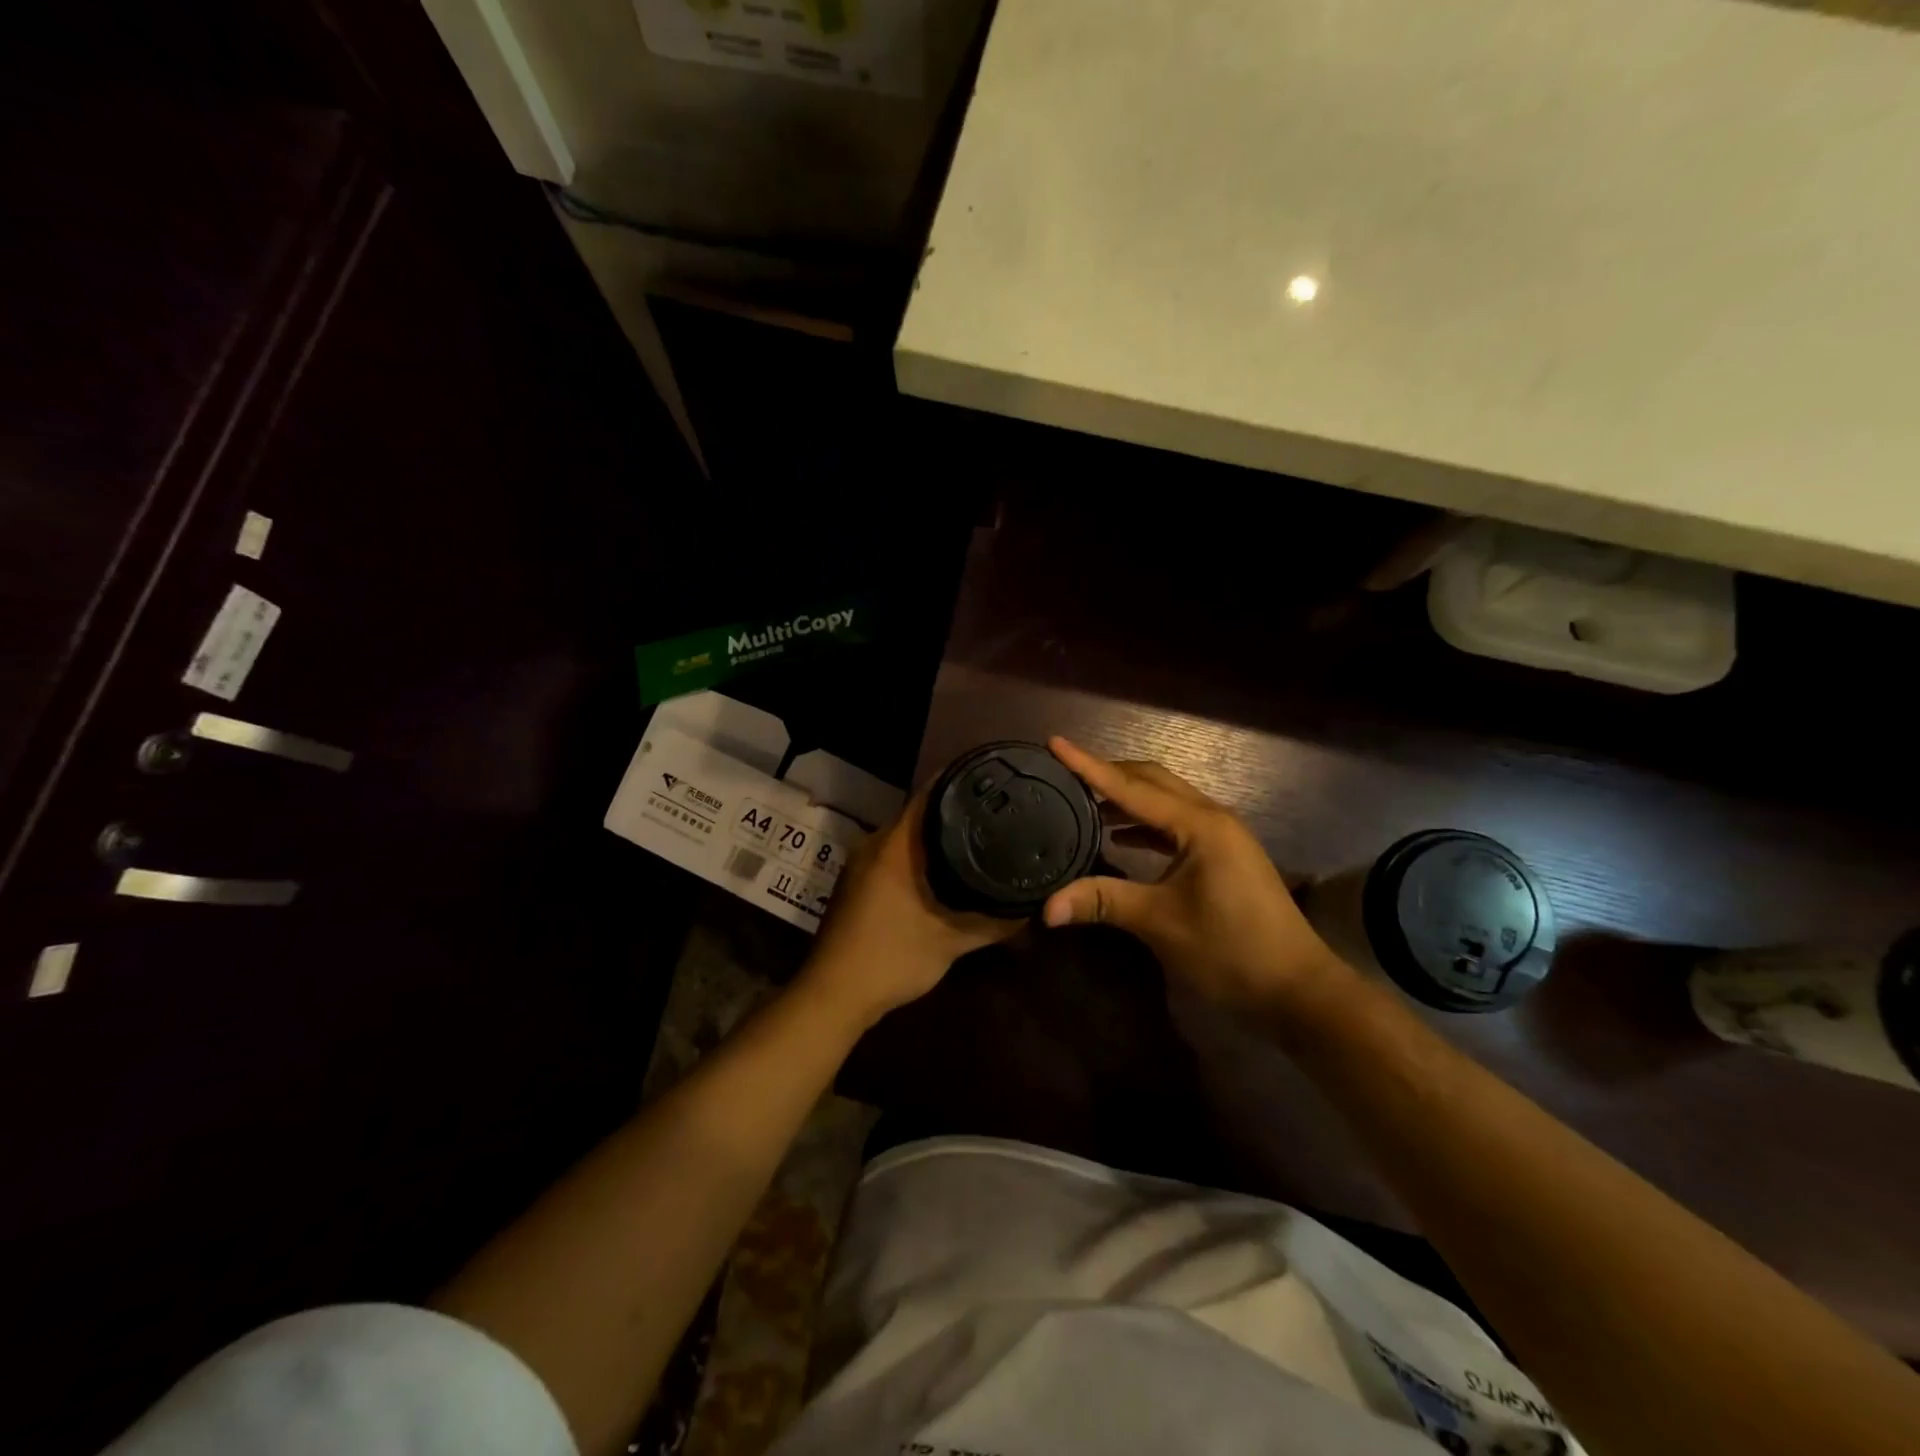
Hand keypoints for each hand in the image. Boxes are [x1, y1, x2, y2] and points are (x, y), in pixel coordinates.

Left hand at [800, 786, 1022, 1028]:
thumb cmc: (891, 958)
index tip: (996, 779)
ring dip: (938, 837)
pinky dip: (920, 856)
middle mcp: (875, 843)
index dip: (963, 780)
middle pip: (921, 812)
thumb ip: (995, 921)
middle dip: (957, 811)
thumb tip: (1033, 905)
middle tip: (997, 813)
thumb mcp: (952, 941)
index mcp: (895, 844)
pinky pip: (896, 855)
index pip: (931, 792)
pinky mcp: (858, 882)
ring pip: (907, 836)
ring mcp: (862, 863)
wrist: (833, 994)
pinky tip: (946, 871)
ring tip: (980, 838)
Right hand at [1042, 738, 1350, 1020]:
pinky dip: (1145, 825)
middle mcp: (1212, 818)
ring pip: (1166, 802)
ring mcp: (1221, 837)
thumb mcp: (1161, 923)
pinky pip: (1176, 825)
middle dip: (1109, 774)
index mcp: (1198, 825)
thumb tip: (1046, 908)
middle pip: (1152, 781)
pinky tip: (1120, 839)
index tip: (1055, 743)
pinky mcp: (1223, 856)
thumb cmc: (1230, 950)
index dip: (1089, 766)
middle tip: (1066, 773)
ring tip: (1084, 803)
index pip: (1131, 788)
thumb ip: (1104, 902)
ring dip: (1127, 799)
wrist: (1296, 989)